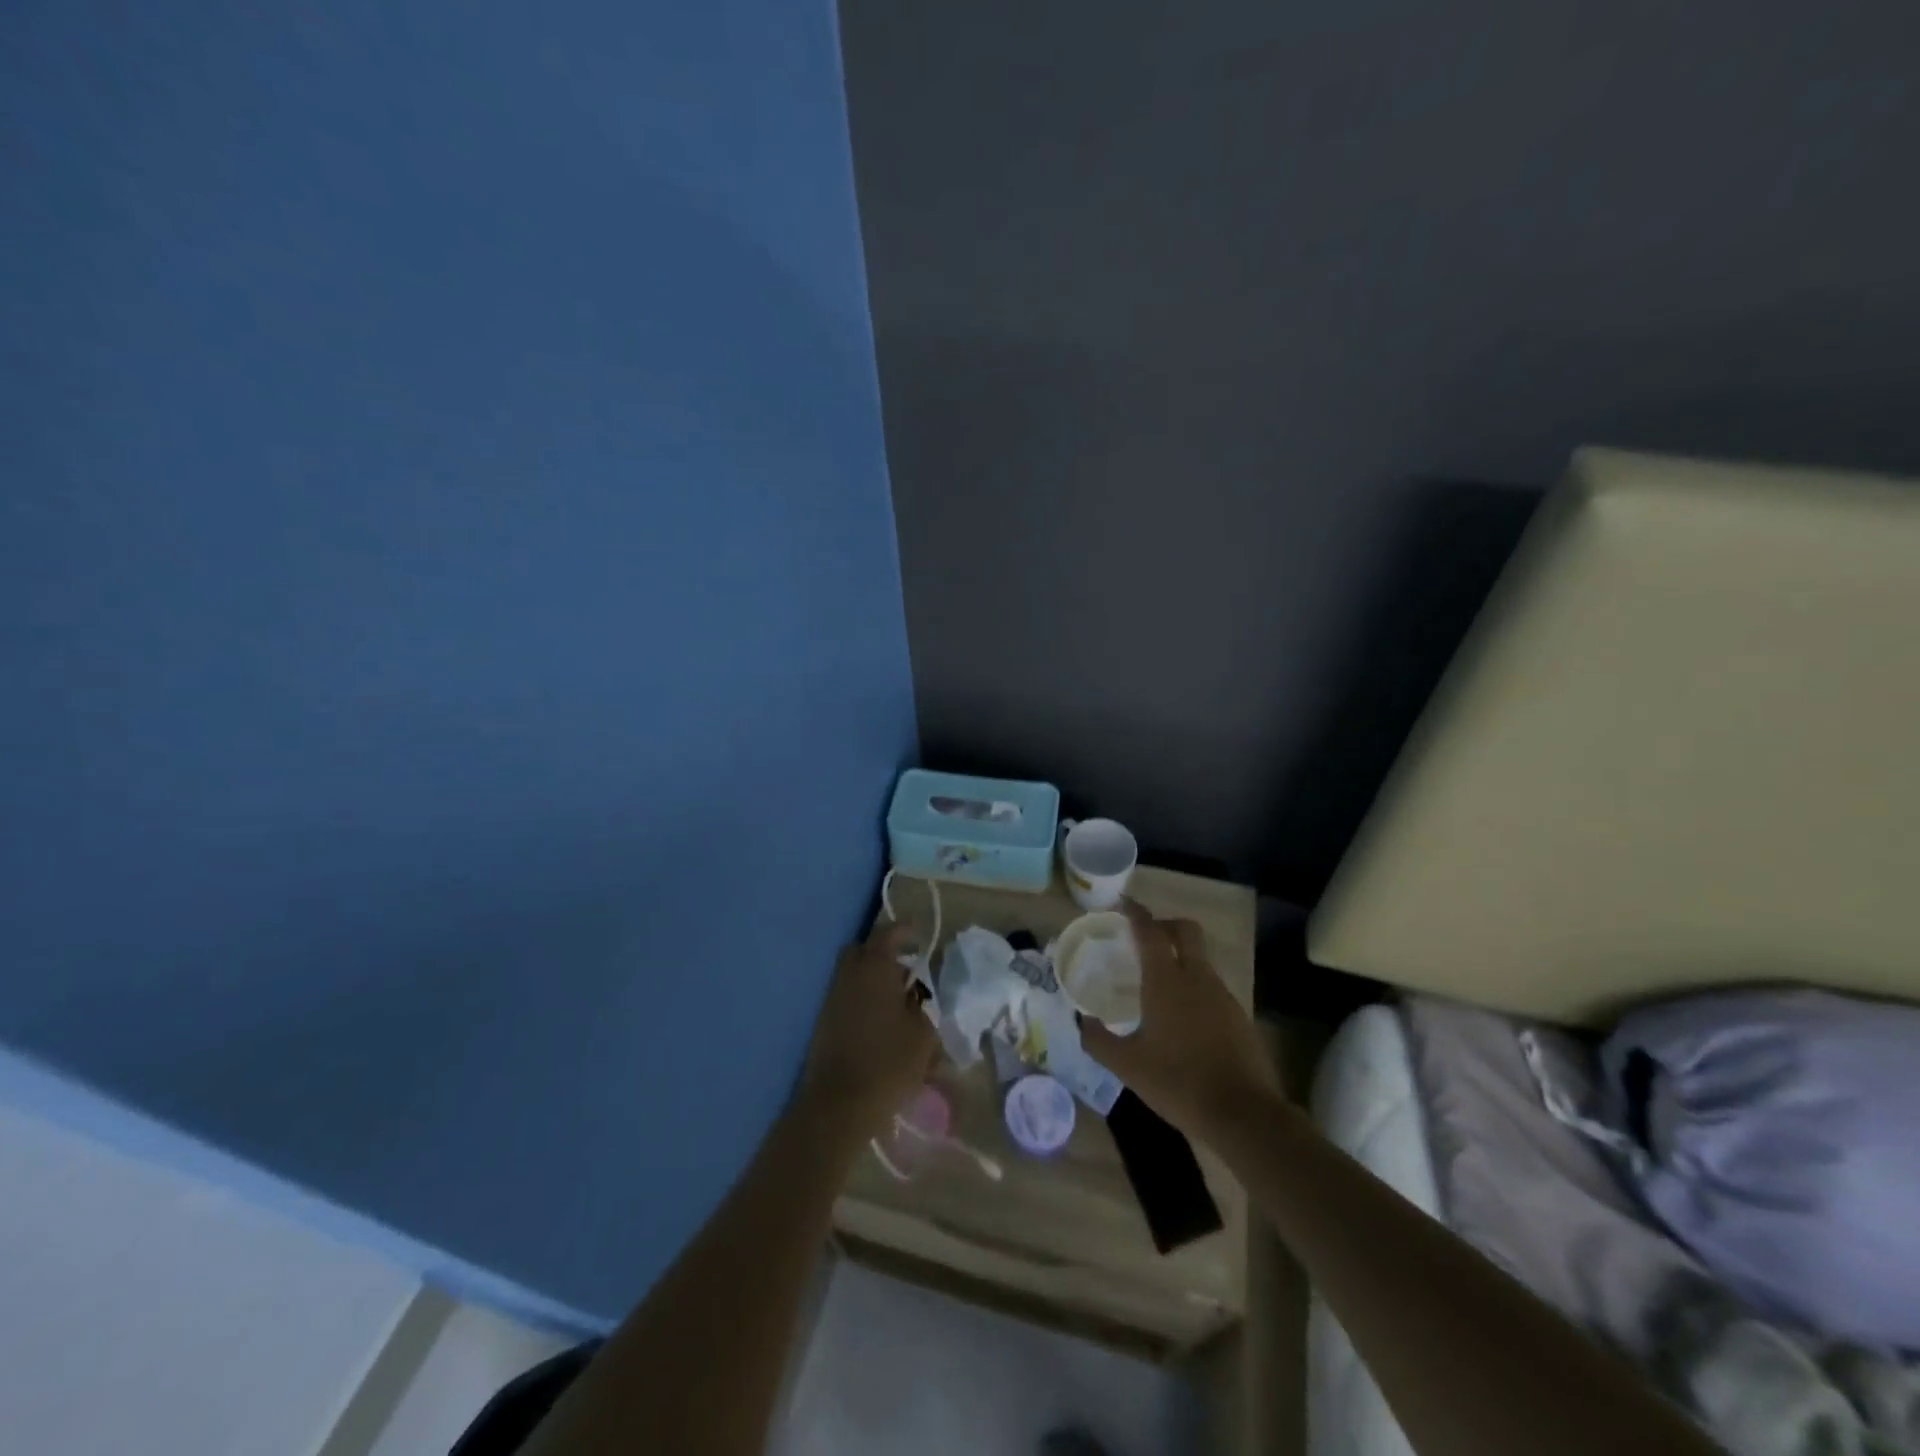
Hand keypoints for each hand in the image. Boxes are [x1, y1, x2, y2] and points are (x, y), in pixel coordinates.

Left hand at [800, 922, 937, 1137]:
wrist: (839, 1104)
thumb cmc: (888, 1062)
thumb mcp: (923, 1035)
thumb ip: (922, 1008)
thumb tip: (915, 998)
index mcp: (874, 968)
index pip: (888, 935)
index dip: (904, 930)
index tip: (918, 932)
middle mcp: (849, 975)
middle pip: (861, 951)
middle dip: (882, 953)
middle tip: (905, 972)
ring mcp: (832, 999)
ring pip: (852, 975)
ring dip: (872, 979)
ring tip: (898, 1004)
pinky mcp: (823, 1022)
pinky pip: (846, 997)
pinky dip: (862, 999)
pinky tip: (881, 1024)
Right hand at [1079, 901, 1278, 1138]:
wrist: (1244, 1115)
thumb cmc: (1179, 1082)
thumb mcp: (1127, 1065)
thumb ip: (1099, 1040)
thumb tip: (1081, 1021)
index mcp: (1166, 981)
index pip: (1150, 931)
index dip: (1135, 913)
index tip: (1122, 904)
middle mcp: (1197, 978)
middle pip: (1186, 931)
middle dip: (1164, 925)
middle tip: (1144, 939)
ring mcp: (1223, 996)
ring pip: (1200, 959)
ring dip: (1180, 958)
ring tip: (1157, 983)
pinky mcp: (1239, 1016)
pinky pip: (1211, 986)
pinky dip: (1194, 986)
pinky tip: (1181, 1017)